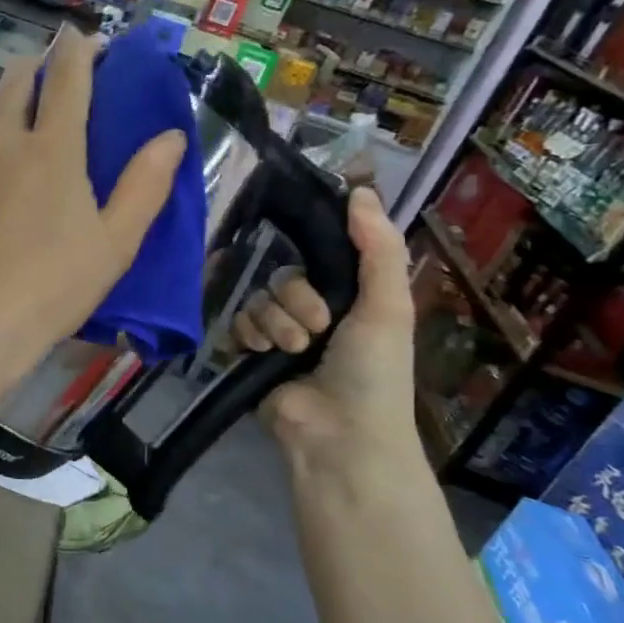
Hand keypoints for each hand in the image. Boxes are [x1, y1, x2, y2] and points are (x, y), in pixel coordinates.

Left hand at [0, 27, 185, 358]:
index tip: (88, 43)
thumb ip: (145, 186)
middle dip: (36, 66)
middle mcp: (2, 141)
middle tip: (48, 73)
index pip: (69, 78)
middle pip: (15, 81)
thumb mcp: (116, 242)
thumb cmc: (54, 285)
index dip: (80, 51)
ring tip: (6, 107)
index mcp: (53, 149)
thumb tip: (172, 137)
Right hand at [237, 187, 423, 479]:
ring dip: (275, 323)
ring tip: (294, 351)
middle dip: (297, 300)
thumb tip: (360, 188)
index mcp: (348, 296)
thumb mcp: (387, 305)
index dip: (313, 250)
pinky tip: (262, 354)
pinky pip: (236, 323)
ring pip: (258, 300)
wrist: (339, 433)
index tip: (308, 247)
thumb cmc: (373, 369)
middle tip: (316, 328)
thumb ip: (377, 247)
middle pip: (282, 276)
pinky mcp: (250, 354)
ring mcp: (279, 333)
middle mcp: (312, 310)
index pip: (318, 253)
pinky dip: (249, 336)